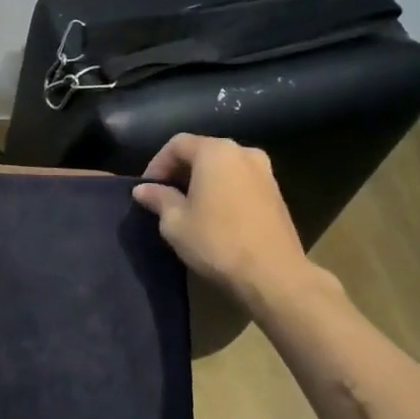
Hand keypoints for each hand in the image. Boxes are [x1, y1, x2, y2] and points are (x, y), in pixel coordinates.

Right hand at [131, 134, 326, 308]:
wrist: (273, 274)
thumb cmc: (216, 242)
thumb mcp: (175, 222)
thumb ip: (158, 198)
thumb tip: (143, 190)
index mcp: (216, 152)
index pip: (177, 144)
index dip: (156, 164)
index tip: (147, 189)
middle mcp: (243, 152)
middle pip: (202, 151)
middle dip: (179, 171)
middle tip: (163, 197)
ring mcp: (264, 171)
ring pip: (222, 167)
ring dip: (201, 181)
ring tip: (187, 208)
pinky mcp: (276, 192)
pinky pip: (239, 181)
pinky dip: (222, 190)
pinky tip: (213, 216)